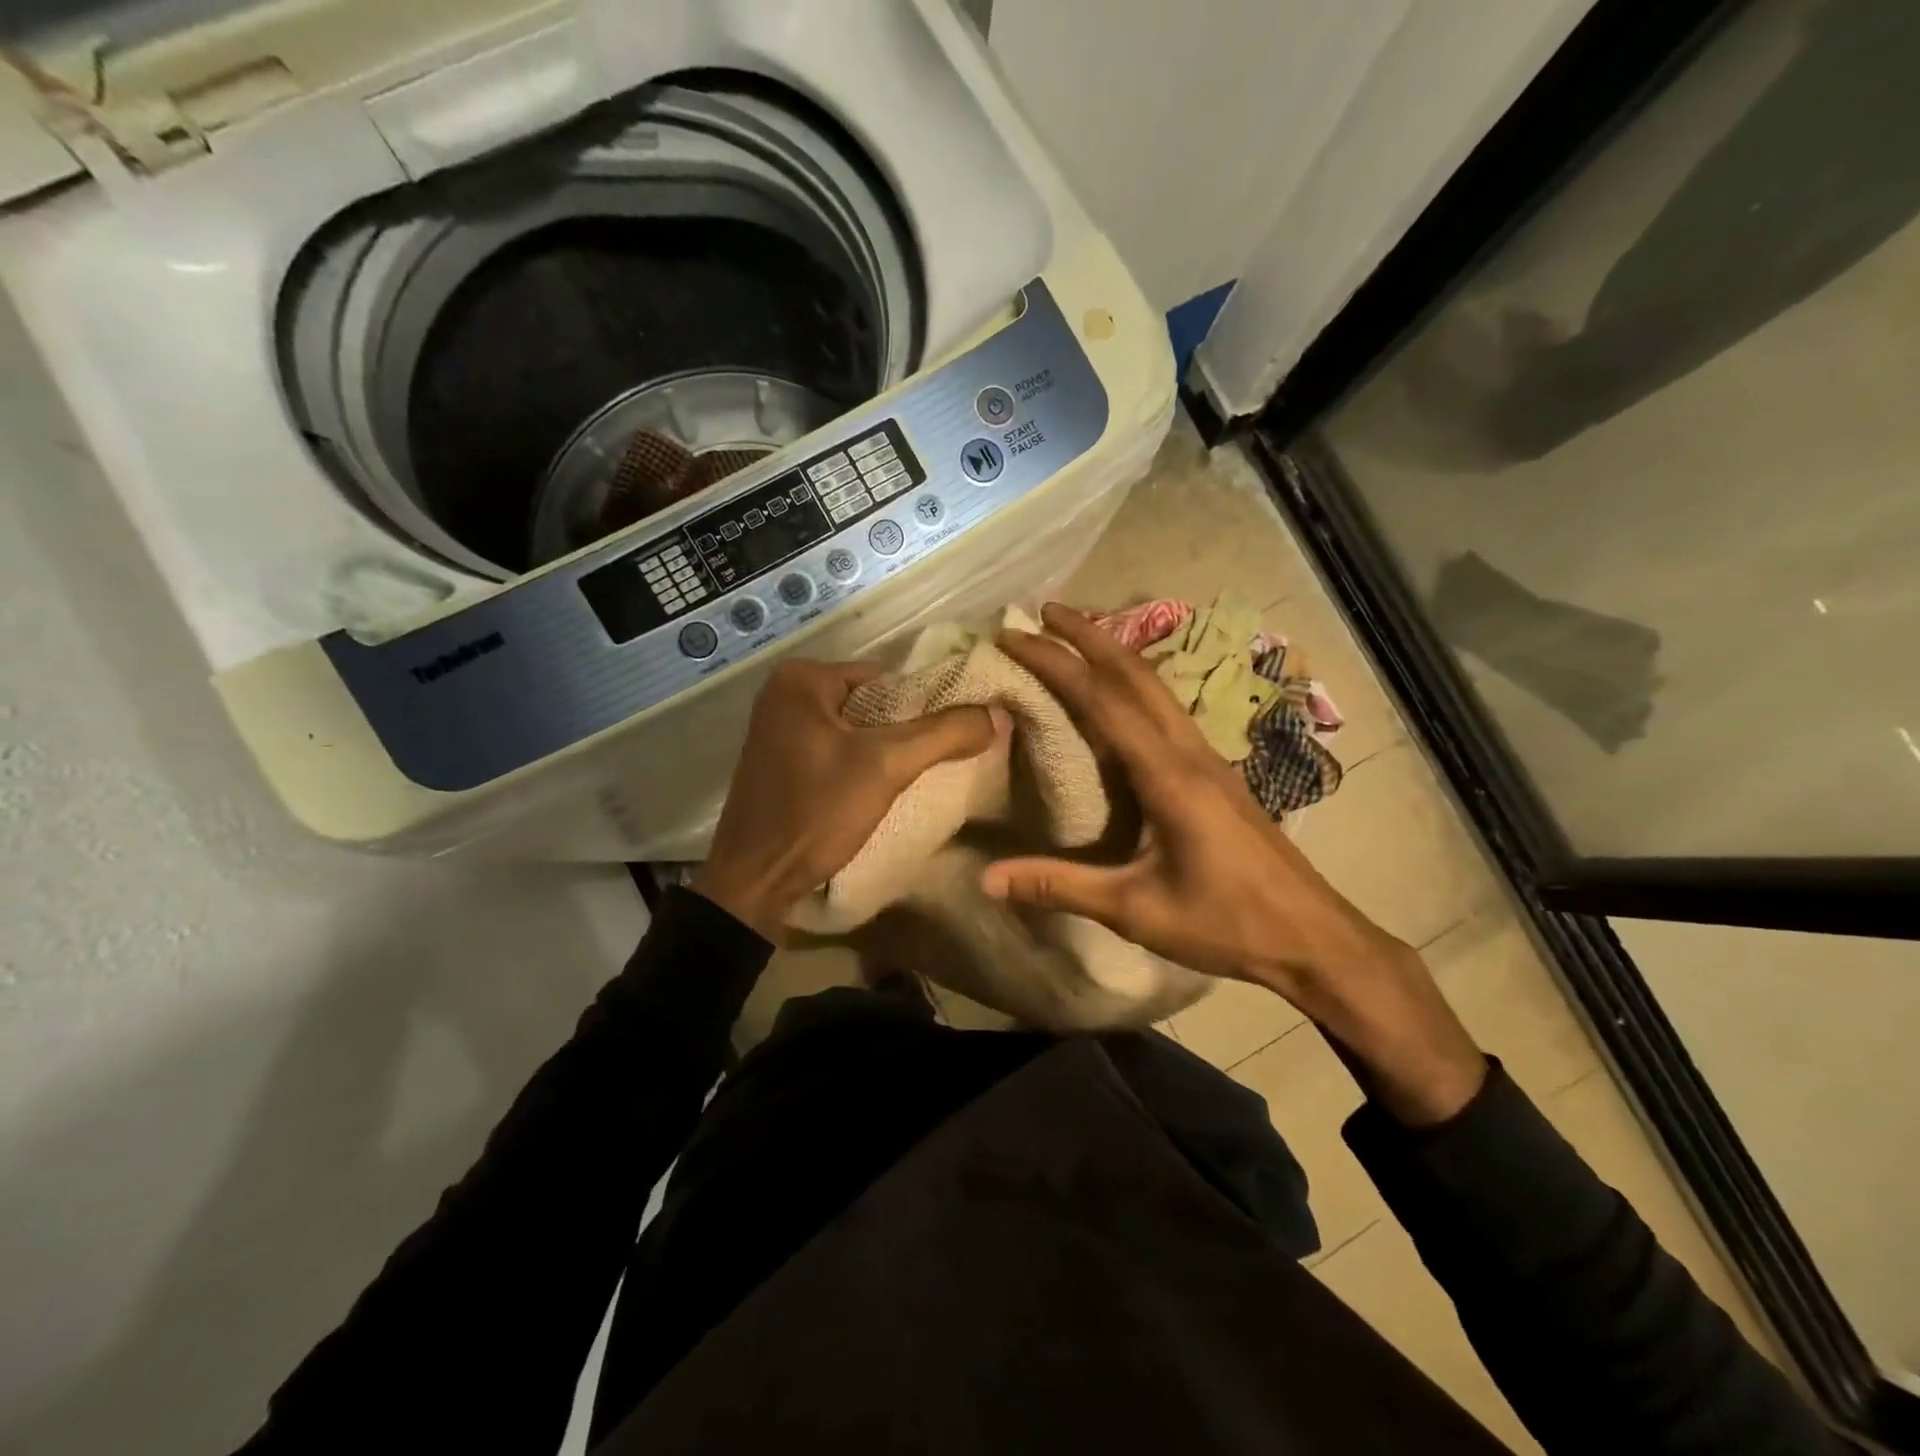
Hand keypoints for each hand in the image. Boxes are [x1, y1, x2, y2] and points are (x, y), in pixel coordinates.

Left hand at [692, 659, 1001, 943]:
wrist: (753, 881)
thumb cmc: (815, 811)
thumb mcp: (886, 766)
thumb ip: (944, 734)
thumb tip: (1000, 714)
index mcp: (803, 678)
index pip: (889, 678)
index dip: (924, 707)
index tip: (949, 740)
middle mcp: (784, 692)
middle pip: (872, 702)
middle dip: (904, 731)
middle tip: (933, 763)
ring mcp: (777, 727)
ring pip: (855, 728)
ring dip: (884, 750)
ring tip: (909, 779)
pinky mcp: (779, 760)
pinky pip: (835, 749)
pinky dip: (859, 764)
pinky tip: (875, 791)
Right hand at [983, 603, 1484, 1123]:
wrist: (1314, 938)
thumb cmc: (1227, 924)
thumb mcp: (1136, 910)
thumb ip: (1060, 887)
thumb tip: (986, 878)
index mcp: (1167, 774)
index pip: (1102, 699)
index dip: (1055, 661)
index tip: (1014, 635)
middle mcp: (1189, 751)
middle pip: (1135, 673)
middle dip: (1089, 634)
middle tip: (1044, 610)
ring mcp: (1208, 758)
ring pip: (1156, 686)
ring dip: (1114, 654)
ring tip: (1075, 637)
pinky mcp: (1216, 773)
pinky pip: (1167, 709)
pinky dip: (1133, 684)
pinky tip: (1119, 697)